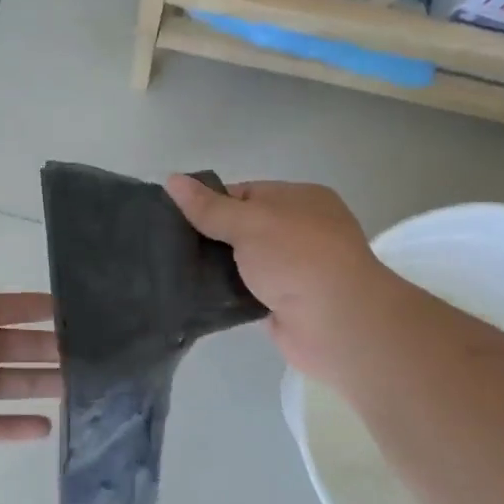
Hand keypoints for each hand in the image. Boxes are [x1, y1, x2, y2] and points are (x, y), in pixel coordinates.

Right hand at [164, 176, 387, 383]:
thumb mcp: (249, 221)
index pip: (245, 193)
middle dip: (209, 236)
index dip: (211, 202)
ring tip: (171, 271)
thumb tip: (172, 179)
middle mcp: (300, 231)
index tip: (175, 216)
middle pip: (242, 228)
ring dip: (214, 268)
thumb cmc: (297, 257)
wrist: (336, 323)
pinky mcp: (283, 303)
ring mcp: (293, 269)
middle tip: (167, 245)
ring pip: (242, 262)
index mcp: (300, 199)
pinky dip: (225, 293)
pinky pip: (245, 292)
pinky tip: (194, 296)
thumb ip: (209, 206)